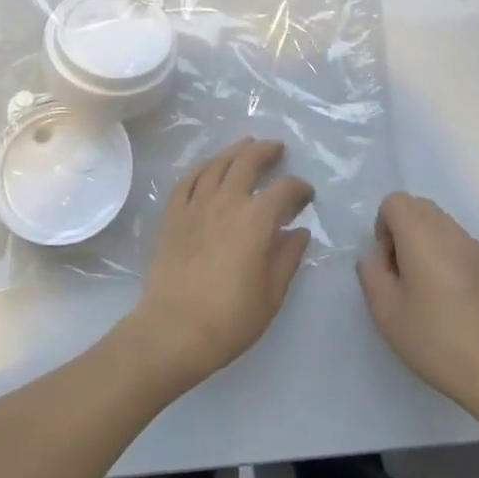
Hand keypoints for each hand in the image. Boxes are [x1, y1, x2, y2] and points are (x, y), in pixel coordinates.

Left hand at [127, 138, 313, 387]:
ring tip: (246, 146)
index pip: (285, 189)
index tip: (306, 196)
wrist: (173, 331)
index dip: (300, 188)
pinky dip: (202, 167)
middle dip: (267, 151)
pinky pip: (188, 179)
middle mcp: (227, 201)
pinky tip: (209, 167)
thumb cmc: (230, 319)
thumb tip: (299, 231)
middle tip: (277, 149)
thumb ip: (287, 257)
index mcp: (257, 219)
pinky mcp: (172, 215)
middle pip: (248, 161)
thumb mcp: (271, 294)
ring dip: (235, 151)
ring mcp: (196, 205)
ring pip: (217, 164)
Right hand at [357, 193, 478, 424]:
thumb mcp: (386, 314)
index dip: (384, 227)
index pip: (396, 201)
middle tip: (406, 276)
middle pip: (421, 208)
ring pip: (445, 227)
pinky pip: (466, 248)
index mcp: (423, 237)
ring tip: (433, 292)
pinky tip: (460, 304)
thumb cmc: (437, 343)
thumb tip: (378, 257)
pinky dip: (454, 261)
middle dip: (405, 232)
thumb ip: (371, 274)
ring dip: (429, 246)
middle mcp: (453, 233)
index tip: (389, 265)